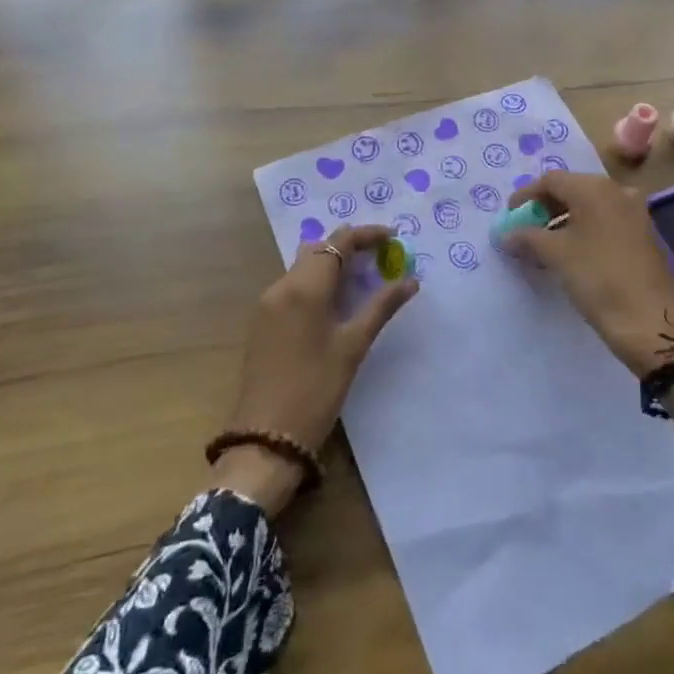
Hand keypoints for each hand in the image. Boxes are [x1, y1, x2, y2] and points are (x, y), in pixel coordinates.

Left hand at [217, 224, 417, 514]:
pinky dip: (317, 283)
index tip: (394, 238)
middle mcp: (281, 286)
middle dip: (350, 247)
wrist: (265, 438)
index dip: (367, 234)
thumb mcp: (353, 346)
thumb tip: (411, 280)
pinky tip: (336, 303)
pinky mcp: (263, 322)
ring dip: (333, 265)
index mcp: (304, 287)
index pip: (339, 242)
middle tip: (382, 259)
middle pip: (319, 249)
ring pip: (304, 267)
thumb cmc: (316, 390)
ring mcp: (268, 304)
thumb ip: (381, 307)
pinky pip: (293, 286)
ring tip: (364, 280)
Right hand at [502, 171, 673, 379]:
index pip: (551, 180)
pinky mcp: (642, 235)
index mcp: (595, 188)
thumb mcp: (556, 255)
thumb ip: (527, 237)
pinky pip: (604, 222)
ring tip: (542, 245)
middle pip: (571, 189)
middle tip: (524, 230)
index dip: (526, 196)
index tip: (509, 216)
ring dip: (562, 221)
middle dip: (544, 208)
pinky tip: (569, 253)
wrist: (650, 321)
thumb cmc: (598, 278)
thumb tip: (506, 234)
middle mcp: (617, 191)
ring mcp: (634, 213)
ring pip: (589, 207)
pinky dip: (582, 231)